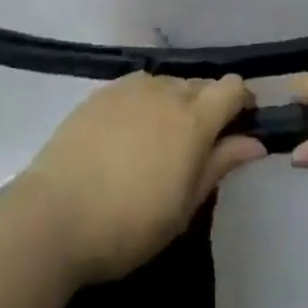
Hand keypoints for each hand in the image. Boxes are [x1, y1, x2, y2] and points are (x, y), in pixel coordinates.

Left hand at [20, 72, 265, 284]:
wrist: (52, 218)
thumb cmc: (129, 224)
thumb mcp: (185, 205)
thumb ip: (220, 164)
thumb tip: (255, 142)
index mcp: (194, 119)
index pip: (232, 88)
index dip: (242, 102)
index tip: (240, 126)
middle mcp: (166, 92)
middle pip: (201, 84)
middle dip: (208, 105)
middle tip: (199, 143)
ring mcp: (130, 89)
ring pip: (168, 83)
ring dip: (175, 102)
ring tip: (162, 138)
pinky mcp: (100, 94)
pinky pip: (137, 87)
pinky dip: (145, 103)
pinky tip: (130, 132)